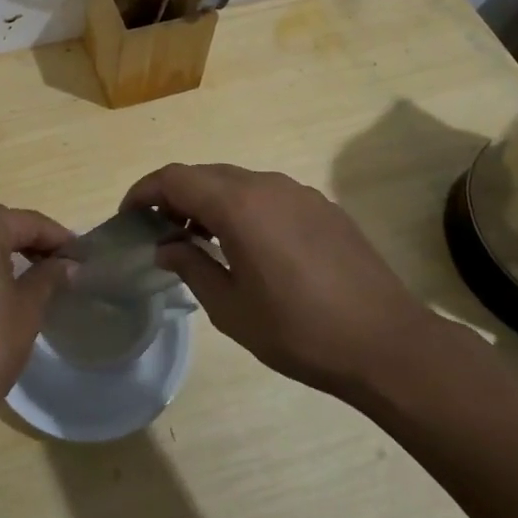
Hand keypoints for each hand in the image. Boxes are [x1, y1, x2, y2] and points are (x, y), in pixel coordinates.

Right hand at [124, 164, 433, 395]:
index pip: (175, 177)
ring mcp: (298, 192)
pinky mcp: (322, 206)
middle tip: (160, 232)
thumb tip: (165, 246)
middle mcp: (266, 184)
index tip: (128, 216)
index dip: (144, 191)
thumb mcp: (231, 308)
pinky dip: (243, 208)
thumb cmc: (299, 330)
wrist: (388, 343)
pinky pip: (268, 194)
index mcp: (238, 204)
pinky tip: (248, 246)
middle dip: (175, 196)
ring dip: (210, 202)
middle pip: (204, 174)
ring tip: (201, 241)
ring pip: (237, 182)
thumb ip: (191, 266)